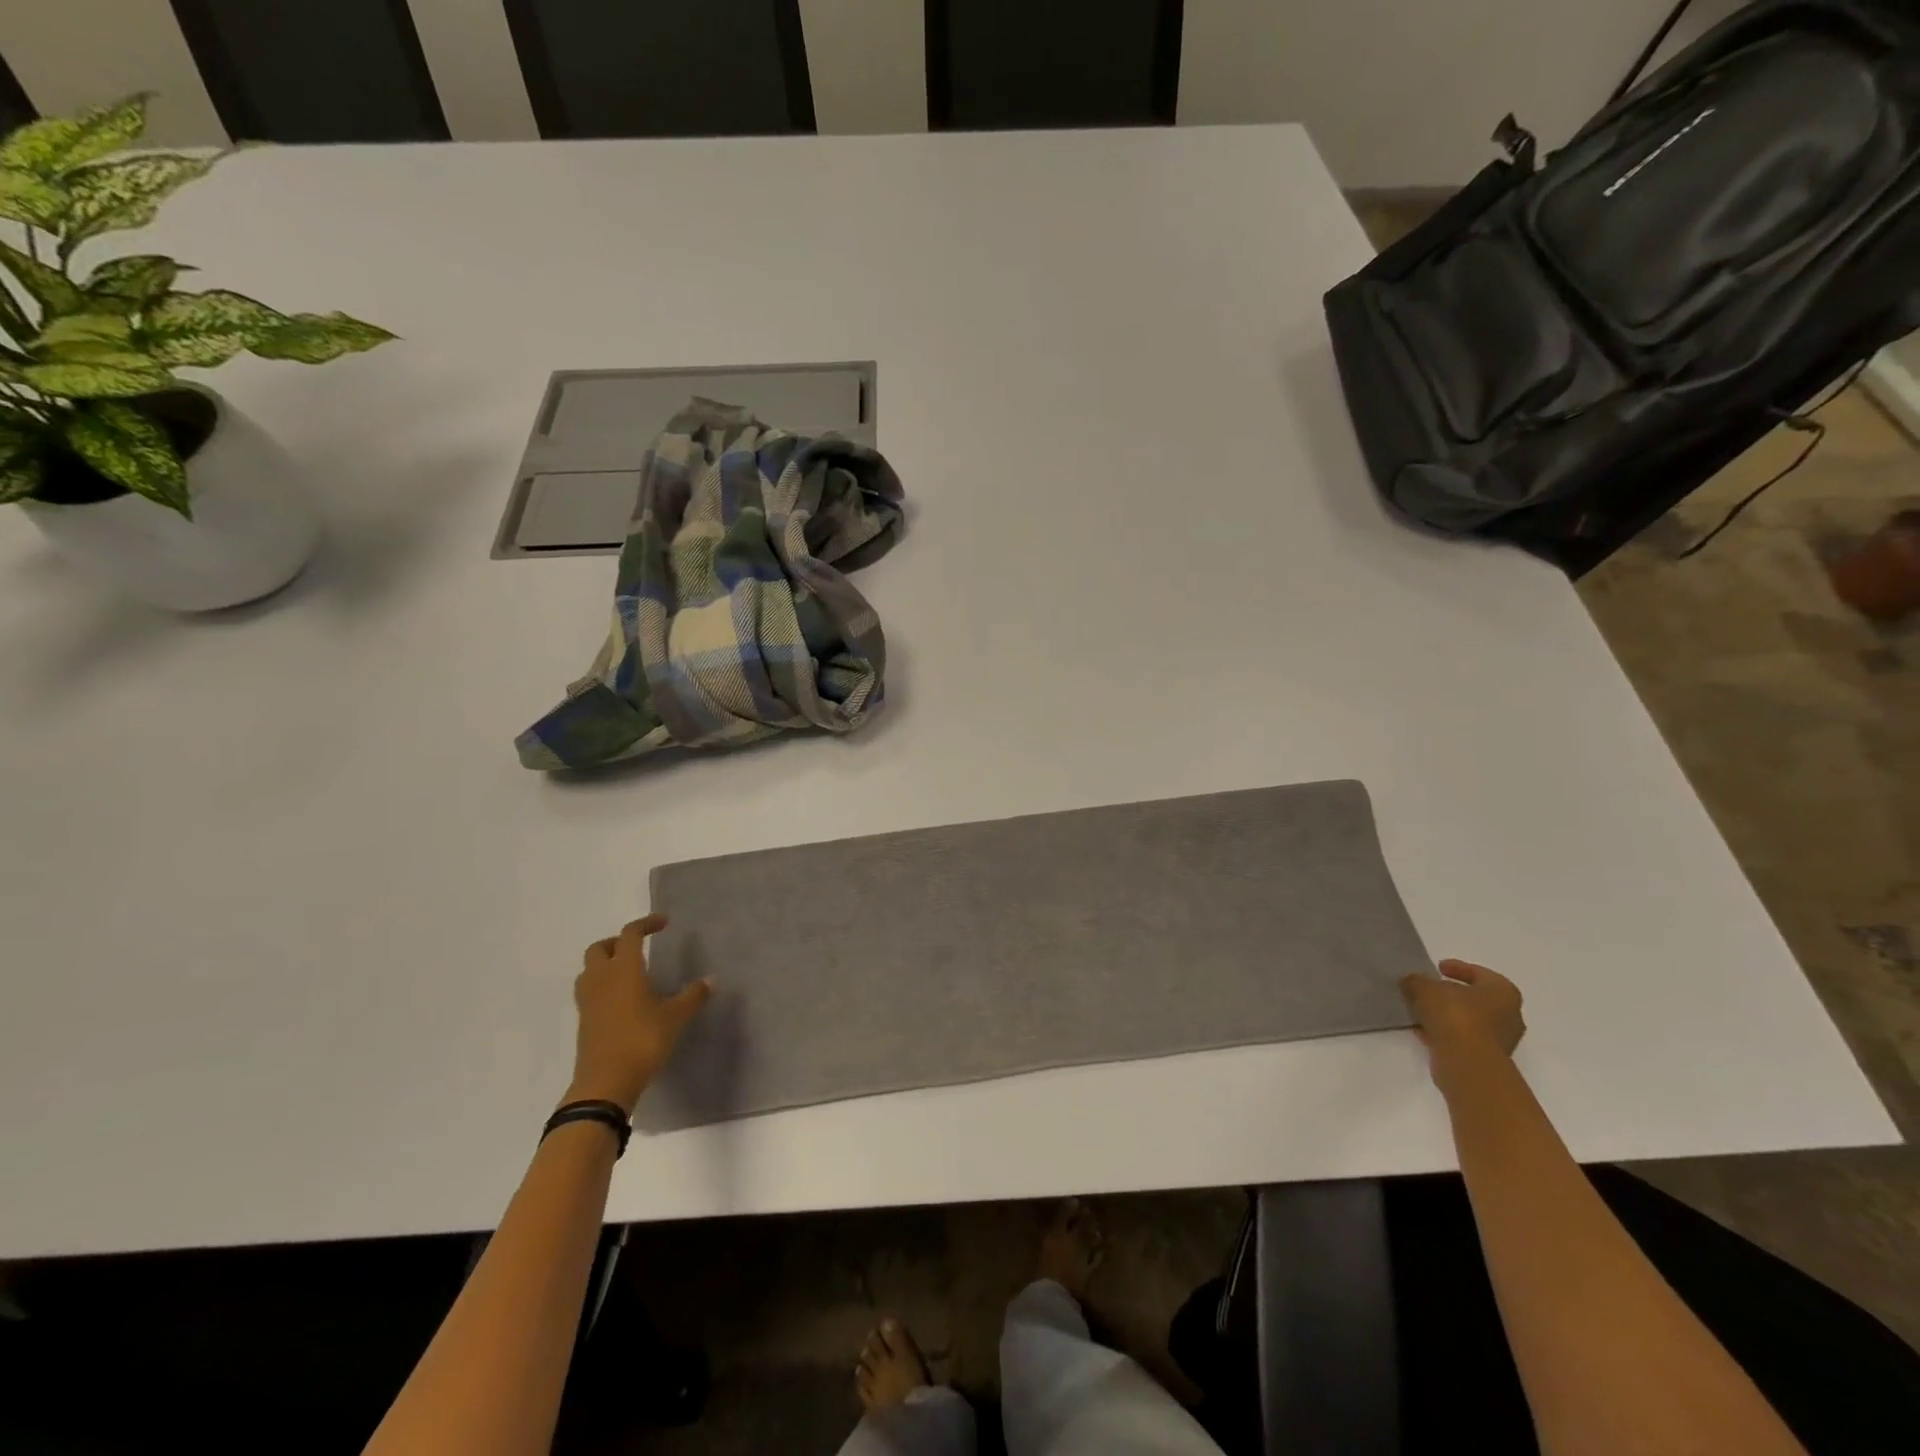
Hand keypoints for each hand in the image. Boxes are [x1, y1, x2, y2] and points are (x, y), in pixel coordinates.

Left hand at [566, 915, 711, 1114]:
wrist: (605, 1082)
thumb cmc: (642, 1040)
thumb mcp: (675, 1017)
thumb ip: (693, 996)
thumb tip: (710, 980)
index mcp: (623, 969)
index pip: (630, 934)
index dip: (646, 924)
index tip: (664, 923)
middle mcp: (601, 978)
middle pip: (599, 948)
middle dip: (618, 942)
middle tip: (639, 947)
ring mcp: (588, 1001)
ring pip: (589, 969)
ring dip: (605, 963)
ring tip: (628, 972)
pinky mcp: (584, 1021)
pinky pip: (589, 991)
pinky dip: (602, 985)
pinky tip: (622, 999)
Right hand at [1399, 959, 1525, 1094]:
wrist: (1467, 1063)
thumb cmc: (1455, 1016)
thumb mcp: (1425, 988)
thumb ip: (1416, 981)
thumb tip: (1411, 980)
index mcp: (1503, 992)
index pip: (1480, 973)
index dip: (1458, 968)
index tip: (1437, 968)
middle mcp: (1509, 1015)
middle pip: (1476, 999)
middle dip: (1451, 994)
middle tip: (1427, 990)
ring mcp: (1500, 1040)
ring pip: (1469, 1021)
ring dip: (1446, 1016)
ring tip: (1420, 1011)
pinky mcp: (1486, 1059)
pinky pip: (1463, 1039)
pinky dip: (1445, 1033)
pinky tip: (1423, 1031)